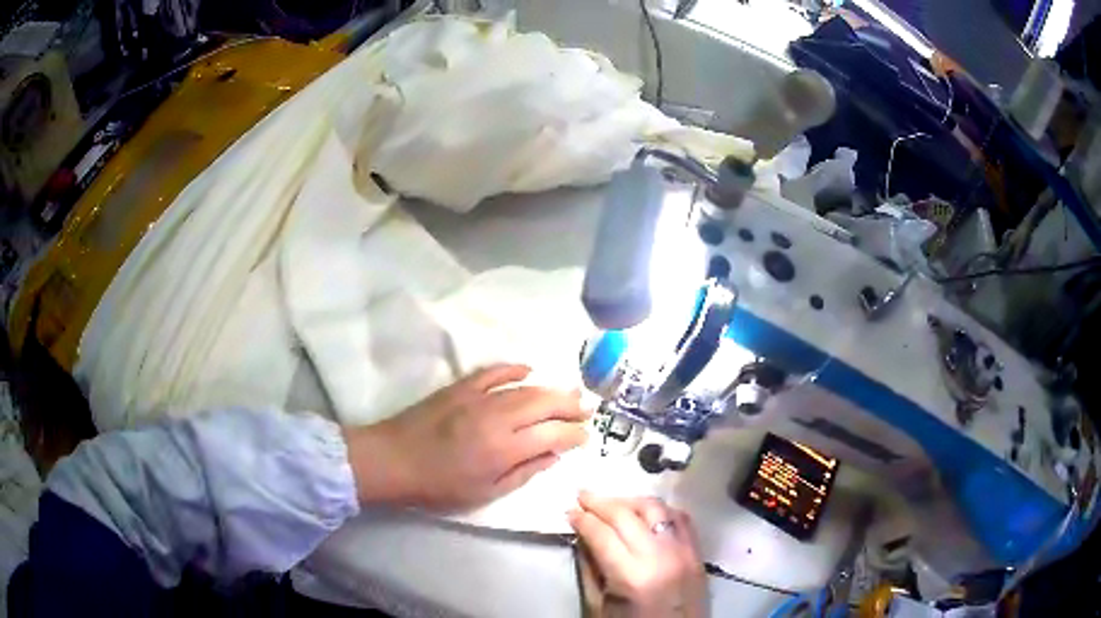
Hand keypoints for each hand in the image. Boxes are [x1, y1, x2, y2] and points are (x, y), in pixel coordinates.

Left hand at [346, 364, 589, 511]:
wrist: (393, 460)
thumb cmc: (439, 486)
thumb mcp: (485, 493)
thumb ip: (523, 472)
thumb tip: (553, 455)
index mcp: (504, 449)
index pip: (553, 434)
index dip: (574, 434)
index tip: (585, 436)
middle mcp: (497, 418)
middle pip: (544, 404)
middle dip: (570, 405)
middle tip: (586, 409)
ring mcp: (478, 398)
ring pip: (525, 388)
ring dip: (550, 389)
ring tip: (569, 393)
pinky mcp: (461, 387)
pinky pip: (494, 371)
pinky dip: (514, 368)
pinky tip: (529, 369)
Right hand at [569, 492, 706, 617]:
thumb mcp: (602, 606)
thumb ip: (591, 571)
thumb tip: (582, 537)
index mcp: (633, 576)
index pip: (602, 535)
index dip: (583, 520)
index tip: (569, 511)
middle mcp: (660, 556)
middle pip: (627, 516)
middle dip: (600, 503)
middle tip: (582, 495)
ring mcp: (684, 550)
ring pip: (655, 508)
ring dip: (629, 501)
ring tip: (611, 502)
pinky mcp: (698, 550)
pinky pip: (679, 517)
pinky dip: (659, 509)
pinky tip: (644, 511)